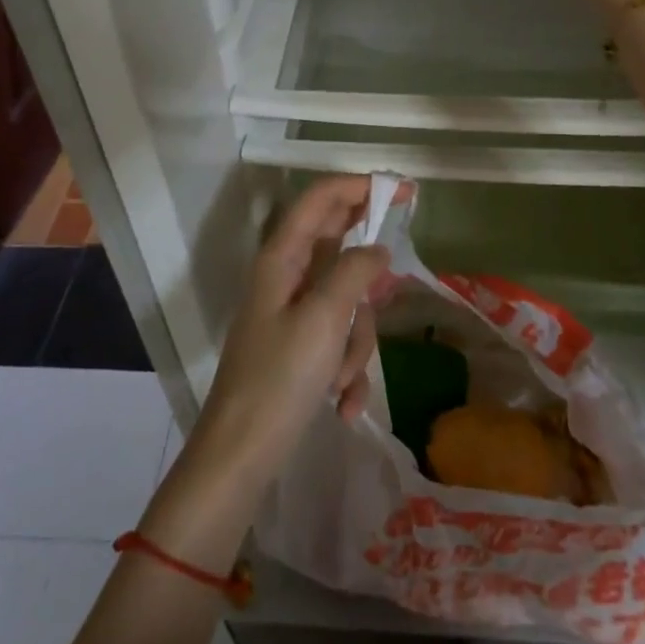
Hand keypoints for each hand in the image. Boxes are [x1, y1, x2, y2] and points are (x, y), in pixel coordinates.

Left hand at [190, 175, 389, 493]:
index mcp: (282, 258)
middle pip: (338, 249)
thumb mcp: (325, 319)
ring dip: (356, 340)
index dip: (361, 186)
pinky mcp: (300, 347)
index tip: (404, 191)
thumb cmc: (280, 379)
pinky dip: (347, 368)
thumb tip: (379, 249)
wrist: (240, 457)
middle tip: (394, 278)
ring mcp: (293, 314)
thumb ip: (355, 272)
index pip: (322, 199)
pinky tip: (344, 405)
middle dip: (366, 275)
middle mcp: (286, 277)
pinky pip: (338, 341)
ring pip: (347, 302)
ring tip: (342, 378)